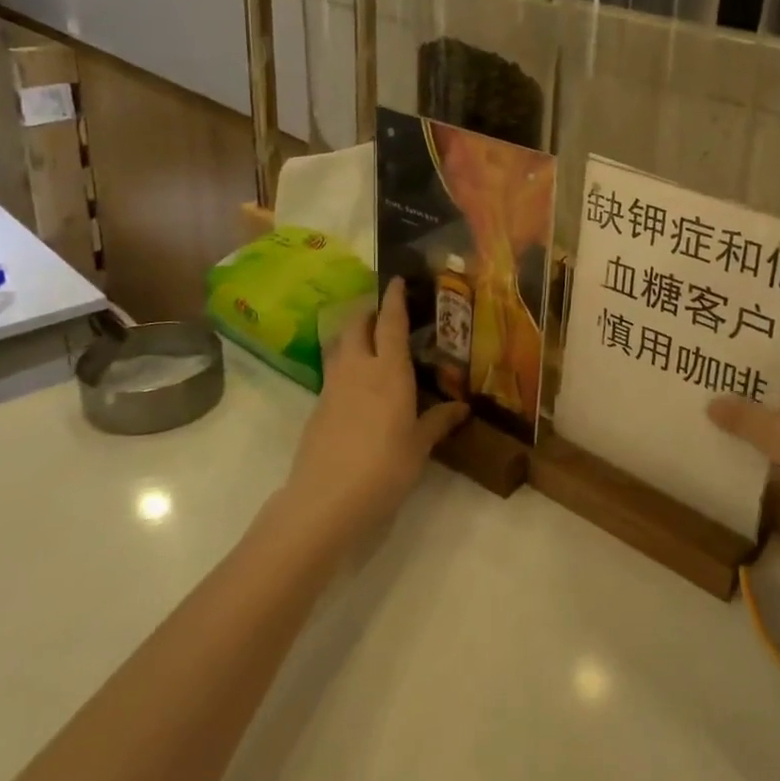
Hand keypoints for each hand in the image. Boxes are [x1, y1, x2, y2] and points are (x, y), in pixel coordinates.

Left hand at [282, 279, 467, 547]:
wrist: (325, 500)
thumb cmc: (384, 467)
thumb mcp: (419, 446)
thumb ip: (438, 421)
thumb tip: (462, 407)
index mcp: (389, 371)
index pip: (391, 323)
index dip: (394, 298)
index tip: (396, 280)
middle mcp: (358, 369)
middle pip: (357, 325)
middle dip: (369, 312)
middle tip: (386, 314)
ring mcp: (333, 387)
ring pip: (340, 345)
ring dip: (353, 335)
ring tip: (371, 343)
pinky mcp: (318, 408)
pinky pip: (333, 372)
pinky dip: (346, 365)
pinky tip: (358, 386)